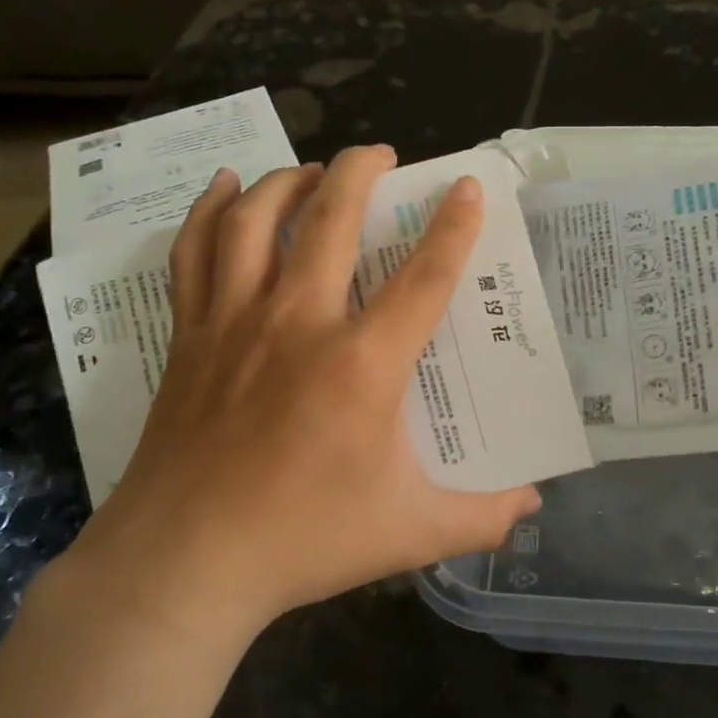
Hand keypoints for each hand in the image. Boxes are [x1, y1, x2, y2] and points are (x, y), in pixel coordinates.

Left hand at [64, 145, 539, 646]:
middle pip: (332, 221)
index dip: (453, 227)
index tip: (468, 186)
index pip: (424, 277)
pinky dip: (210, 212)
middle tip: (381, 154)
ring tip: (314, 171)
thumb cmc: (304, 540)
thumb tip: (533, 505)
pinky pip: (194, 253)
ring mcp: (236, 324)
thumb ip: (482, 517)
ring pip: (257, 221)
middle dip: (361, 172)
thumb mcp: (411, 533)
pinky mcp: (191, 337)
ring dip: (289, 181)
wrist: (184, 563)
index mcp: (363, 365)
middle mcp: (299, 324)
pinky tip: (226, 188)